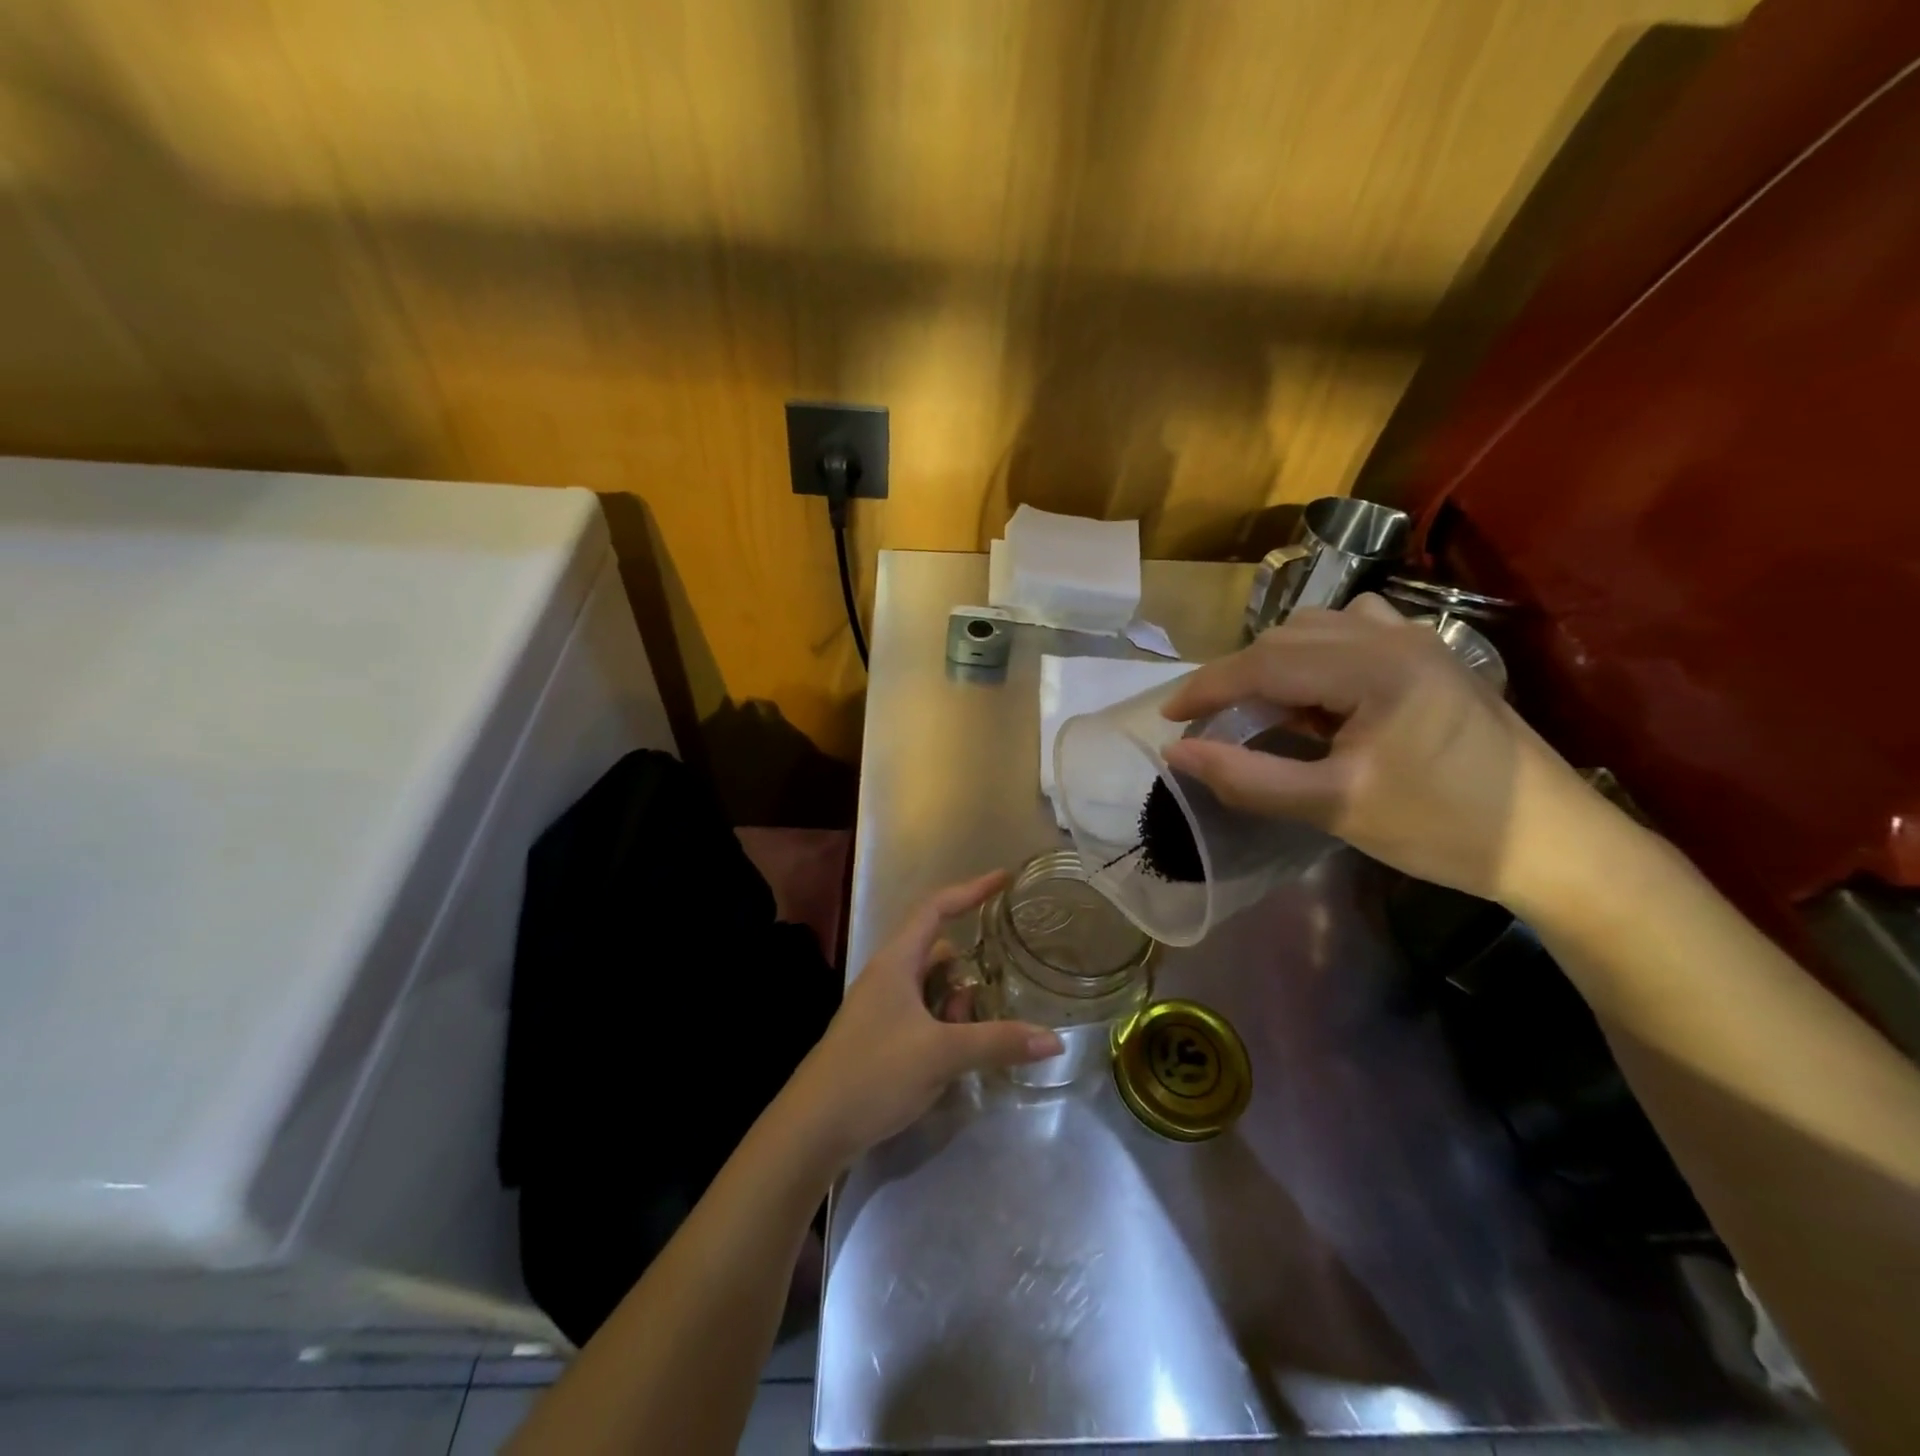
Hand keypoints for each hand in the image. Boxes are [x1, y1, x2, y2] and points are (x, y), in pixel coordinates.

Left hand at [787, 872, 1064, 1162]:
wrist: (814, 1128)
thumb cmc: (874, 1073)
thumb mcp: (942, 1055)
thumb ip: (998, 1042)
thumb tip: (1054, 1040)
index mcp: (896, 962)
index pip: (936, 908)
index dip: (971, 890)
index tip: (1004, 879)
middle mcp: (888, 976)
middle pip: (937, 952)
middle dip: (968, 969)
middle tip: (1000, 986)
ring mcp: (881, 1008)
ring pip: (931, 988)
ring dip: (957, 1003)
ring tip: (977, 1030)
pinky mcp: (881, 1037)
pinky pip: (923, 1015)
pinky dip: (945, 1025)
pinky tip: (959, 1053)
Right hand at [1158, 595, 1602, 907]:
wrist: (1555, 844)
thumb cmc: (1442, 828)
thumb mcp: (1334, 807)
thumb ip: (1247, 778)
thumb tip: (1177, 753)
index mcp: (1373, 668)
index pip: (1263, 663)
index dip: (1206, 688)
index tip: (1168, 718)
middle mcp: (1393, 637)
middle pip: (1285, 639)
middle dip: (1237, 678)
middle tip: (1211, 724)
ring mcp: (1418, 641)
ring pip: (1316, 629)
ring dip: (1274, 662)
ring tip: (1261, 709)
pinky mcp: (1432, 657)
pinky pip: (1353, 632)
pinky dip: (1315, 654)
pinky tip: (1317, 691)